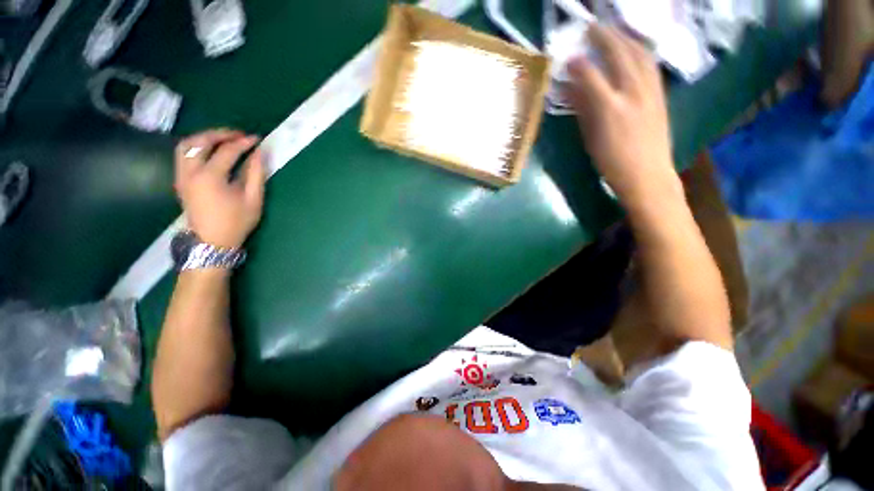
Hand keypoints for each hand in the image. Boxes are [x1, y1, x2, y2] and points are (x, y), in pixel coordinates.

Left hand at [174, 129, 265, 248]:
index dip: (243, 143)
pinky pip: (183, 155)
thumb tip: (259, 153)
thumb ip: (255, 174)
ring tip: (223, 140)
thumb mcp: (253, 200)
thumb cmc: (236, 222)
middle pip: (200, 142)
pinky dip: (196, 147)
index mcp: (210, 177)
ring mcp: (182, 176)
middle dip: (220, 134)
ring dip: (204, 138)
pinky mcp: (180, 181)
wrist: (212, 242)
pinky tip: (210, 152)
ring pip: (186, 146)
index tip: (257, 139)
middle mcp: (191, 172)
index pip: (227, 151)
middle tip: (238, 135)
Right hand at [567, 25, 680, 204]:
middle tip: (591, 28)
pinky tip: (633, 49)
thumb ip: (582, 110)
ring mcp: (651, 90)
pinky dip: (639, 51)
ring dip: (624, 38)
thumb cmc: (612, 161)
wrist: (647, 174)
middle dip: (604, 37)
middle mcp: (633, 93)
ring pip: (640, 54)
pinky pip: (650, 64)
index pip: (592, 75)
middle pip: (620, 54)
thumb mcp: (590, 138)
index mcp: (610, 108)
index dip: (579, 63)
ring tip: (612, 33)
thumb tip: (570, 90)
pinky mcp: (661, 94)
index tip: (569, 57)